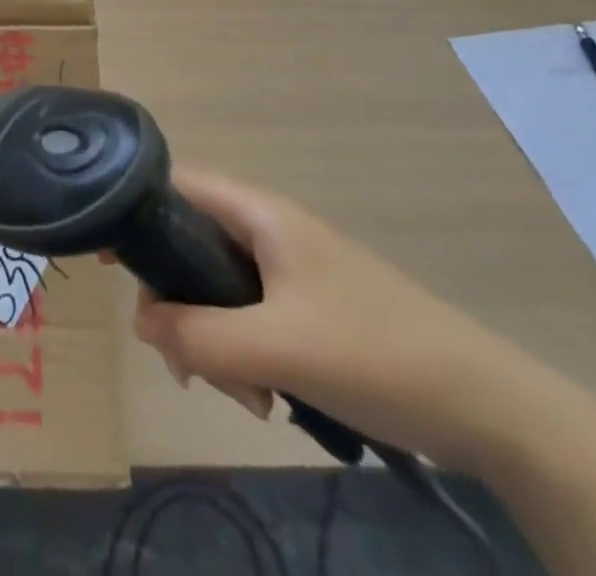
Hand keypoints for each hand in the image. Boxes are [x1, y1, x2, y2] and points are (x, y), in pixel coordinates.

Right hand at [128, 171, 565, 473]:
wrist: (491, 409)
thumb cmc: (378, 354)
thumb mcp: (277, 347)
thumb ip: (198, 333)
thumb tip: (141, 322)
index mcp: (260, 214)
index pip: (176, 185)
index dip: (134, 211)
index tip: (104, 258)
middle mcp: (269, 230)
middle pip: (190, 246)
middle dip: (179, 303)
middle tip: (186, 361)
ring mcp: (291, 270)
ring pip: (218, 289)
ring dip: (213, 339)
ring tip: (243, 393)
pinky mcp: (309, 308)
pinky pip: (249, 317)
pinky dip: (243, 353)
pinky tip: (266, 396)